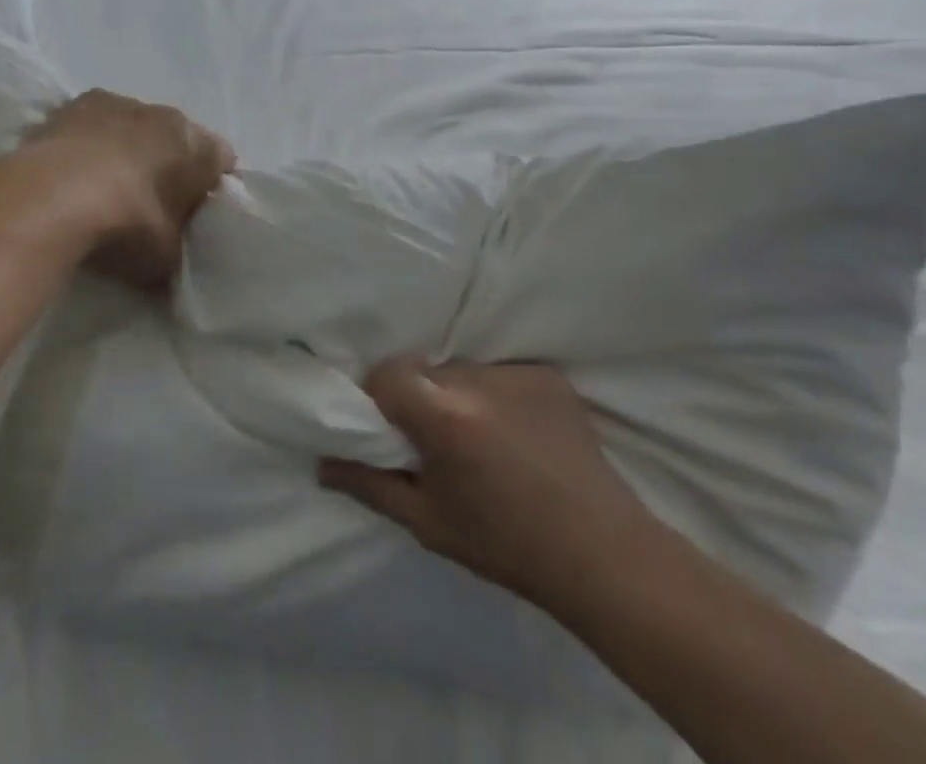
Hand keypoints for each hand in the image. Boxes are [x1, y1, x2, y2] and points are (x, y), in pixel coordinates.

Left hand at [26, 90, 235, 289]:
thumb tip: (174, 255)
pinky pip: (92, 126)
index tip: (195, 212)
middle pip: (174, 139)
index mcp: (195, 143)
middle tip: (152, 203)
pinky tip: (72, 173)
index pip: (221, 160)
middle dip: (167, 164)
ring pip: (132, 126)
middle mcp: (162, 114)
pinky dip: (88, 144)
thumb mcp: (165, 256)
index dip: (210, 186)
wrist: (52, 198)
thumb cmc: (126, 224)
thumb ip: (176, 247)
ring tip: (105, 187)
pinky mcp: (71, 105)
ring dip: (125, 149)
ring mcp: (115, 104)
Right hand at [319, 361, 655, 614]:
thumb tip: (321, 462)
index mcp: (446, 418)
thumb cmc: (507, 545)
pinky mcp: (548, 374)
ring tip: (483, 440)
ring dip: (460, 395)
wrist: (604, 555)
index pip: (388, 374)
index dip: (382, 398)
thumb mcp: (429, 523)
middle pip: (427, 371)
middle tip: (438, 443)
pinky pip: (500, 373)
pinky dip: (497, 395)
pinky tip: (516, 432)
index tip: (393, 430)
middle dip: (422, 399)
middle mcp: (479, 381)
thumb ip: (370, 485)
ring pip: (463, 370)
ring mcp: (518, 373)